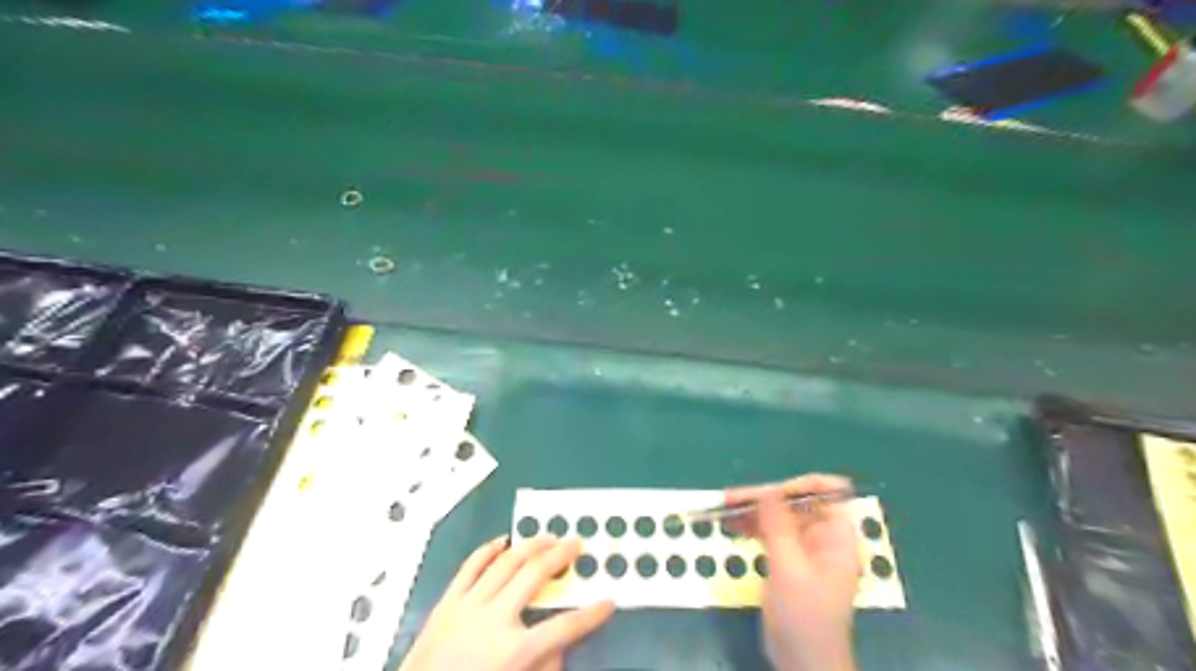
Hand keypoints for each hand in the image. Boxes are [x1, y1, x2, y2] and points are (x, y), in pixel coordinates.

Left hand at [402, 536, 616, 669]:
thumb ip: (542, 668)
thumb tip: (559, 646)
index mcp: (514, 653)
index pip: (564, 628)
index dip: (591, 615)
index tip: (608, 601)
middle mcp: (494, 621)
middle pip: (535, 576)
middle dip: (561, 557)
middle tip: (577, 543)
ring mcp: (468, 606)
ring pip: (506, 562)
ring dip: (531, 545)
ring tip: (549, 536)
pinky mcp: (447, 601)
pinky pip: (470, 566)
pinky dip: (489, 550)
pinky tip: (503, 541)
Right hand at [728, 472, 858, 669]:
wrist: (803, 662)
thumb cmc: (804, 617)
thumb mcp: (790, 569)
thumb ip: (779, 527)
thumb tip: (768, 489)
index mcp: (837, 535)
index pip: (826, 492)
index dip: (797, 486)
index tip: (767, 492)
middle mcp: (823, 535)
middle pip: (794, 502)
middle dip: (764, 498)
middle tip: (730, 499)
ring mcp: (805, 547)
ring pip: (778, 515)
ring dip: (753, 510)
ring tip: (723, 508)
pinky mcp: (788, 558)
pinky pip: (770, 532)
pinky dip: (752, 526)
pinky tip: (731, 524)